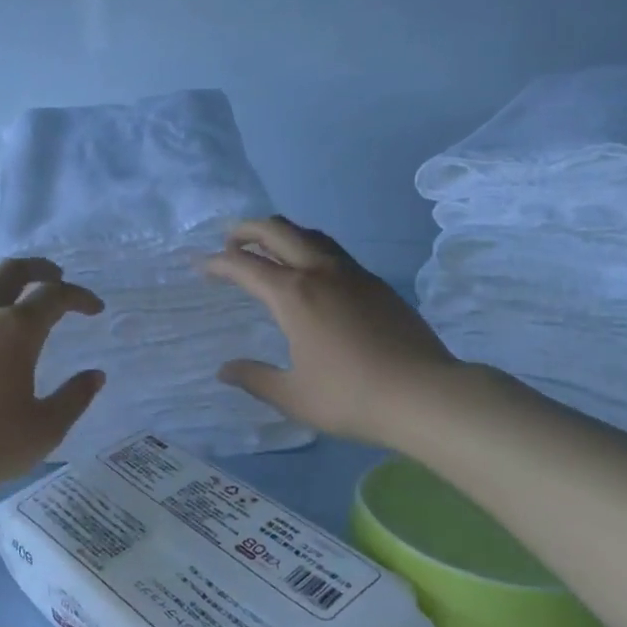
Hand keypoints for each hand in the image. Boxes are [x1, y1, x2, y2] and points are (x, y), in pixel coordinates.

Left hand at [0, 258, 105, 499]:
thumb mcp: (45, 429)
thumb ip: (74, 398)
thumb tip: (95, 375)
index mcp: (16, 330)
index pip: (54, 295)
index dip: (79, 296)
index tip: (94, 309)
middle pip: (11, 271)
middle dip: (39, 268)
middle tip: (56, 277)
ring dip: (2, 287)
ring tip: (15, 303)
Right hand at [205, 217, 457, 446]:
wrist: (424, 394)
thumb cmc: (351, 397)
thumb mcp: (293, 395)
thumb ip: (255, 378)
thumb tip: (225, 370)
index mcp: (294, 295)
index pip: (245, 266)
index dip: (218, 262)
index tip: (201, 265)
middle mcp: (320, 272)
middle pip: (278, 231)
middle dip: (247, 230)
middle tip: (229, 241)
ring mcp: (353, 274)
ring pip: (311, 235)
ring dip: (282, 234)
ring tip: (268, 248)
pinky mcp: (377, 284)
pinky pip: (334, 252)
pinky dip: (310, 249)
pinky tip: (312, 273)